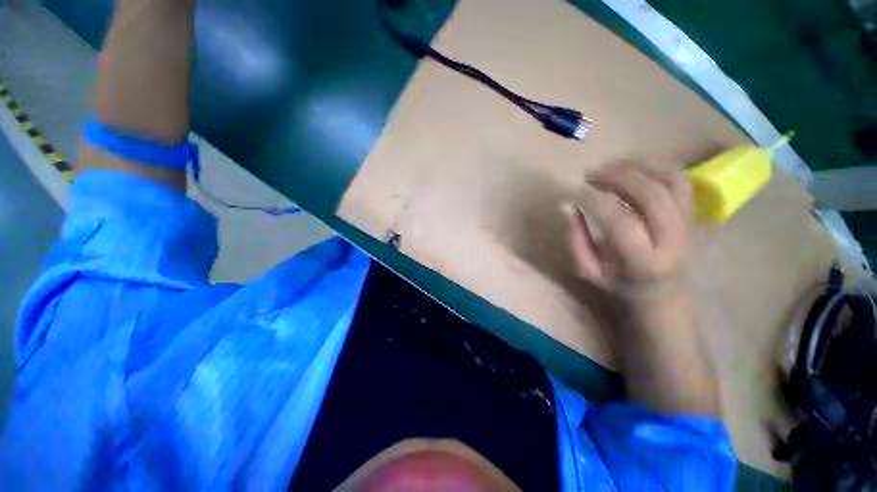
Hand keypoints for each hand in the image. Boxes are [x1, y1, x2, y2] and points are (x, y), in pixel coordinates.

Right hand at [561, 163, 692, 306]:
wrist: (663, 291)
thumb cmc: (619, 283)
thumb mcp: (588, 269)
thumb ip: (575, 238)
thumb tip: (566, 205)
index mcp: (643, 261)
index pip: (620, 221)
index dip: (594, 200)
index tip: (575, 191)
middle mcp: (672, 239)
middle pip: (651, 194)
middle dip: (617, 176)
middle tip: (590, 174)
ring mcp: (687, 222)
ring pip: (671, 180)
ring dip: (637, 166)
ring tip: (609, 167)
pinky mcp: (691, 212)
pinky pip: (680, 179)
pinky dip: (655, 165)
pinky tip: (632, 167)